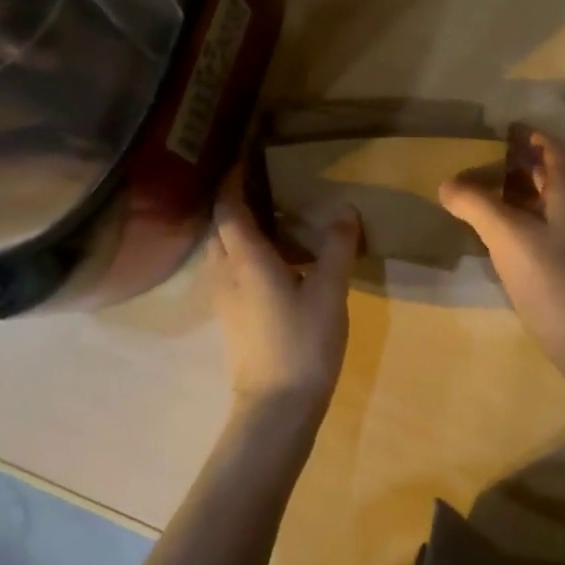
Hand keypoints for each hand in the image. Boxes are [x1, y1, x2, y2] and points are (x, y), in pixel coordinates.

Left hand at [208, 164, 360, 416]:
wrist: (276, 406)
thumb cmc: (303, 343)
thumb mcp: (330, 292)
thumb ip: (337, 247)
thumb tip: (345, 209)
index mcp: (245, 259)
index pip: (228, 207)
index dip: (233, 180)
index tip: (246, 159)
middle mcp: (224, 272)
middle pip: (218, 226)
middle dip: (233, 201)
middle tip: (263, 184)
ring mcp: (222, 297)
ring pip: (220, 249)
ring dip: (236, 228)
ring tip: (271, 217)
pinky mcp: (229, 316)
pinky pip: (227, 269)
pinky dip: (242, 252)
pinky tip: (272, 260)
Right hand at [439, 129, 564, 367]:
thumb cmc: (551, 276)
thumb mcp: (507, 235)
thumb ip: (475, 204)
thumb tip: (446, 183)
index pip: (553, 149)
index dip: (530, 135)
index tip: (501, 127)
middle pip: (548, 173)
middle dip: (518, 160)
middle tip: (480, 154)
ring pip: (543, 200)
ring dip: (515, 189)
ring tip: (479, 185)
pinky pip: (539, 224)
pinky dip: (517, 215)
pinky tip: (492, 226)